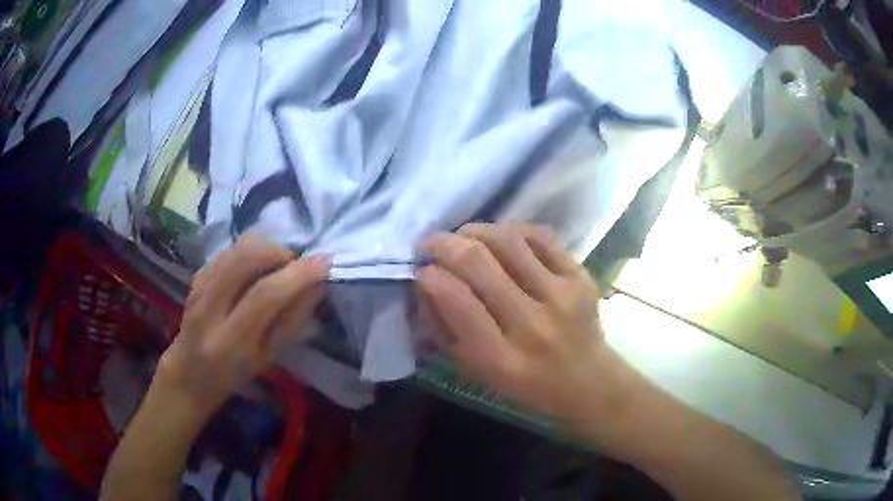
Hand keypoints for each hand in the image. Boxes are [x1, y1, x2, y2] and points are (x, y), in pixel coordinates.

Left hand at [156, 236, 328, 414]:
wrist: (191, 371)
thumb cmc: (234, 374)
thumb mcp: (268, 359)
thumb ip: (291, 323)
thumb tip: (316, 286)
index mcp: (229, 342)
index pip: (263, 296)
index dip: (296, 275)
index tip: (324, 263)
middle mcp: (208, 310)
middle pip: (244, 261)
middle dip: (278, 252)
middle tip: (295, 263)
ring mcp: (198, 289)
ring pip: (234, 251)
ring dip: (264, 248)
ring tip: (279, 264)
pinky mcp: (195, 277)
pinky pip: (226, 252)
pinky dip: (249, 250)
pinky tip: (257, 266)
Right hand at [417, 223, 642, 449]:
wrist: (589, 382)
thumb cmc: (527, 385)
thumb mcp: (478, 372)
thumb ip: (447, 331)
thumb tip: (427, 284)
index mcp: (501, 359)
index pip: (457, 301)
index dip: (431, 277)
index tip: (421, 271)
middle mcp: (532, 325)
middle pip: (478, 263)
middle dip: (444, 244)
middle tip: (430, 242)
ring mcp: (561, 296)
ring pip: (508, 241)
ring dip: (475, 230)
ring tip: (462, 235)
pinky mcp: (581, 277)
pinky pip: (541, 237)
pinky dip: (513, 230)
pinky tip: (499, 237)